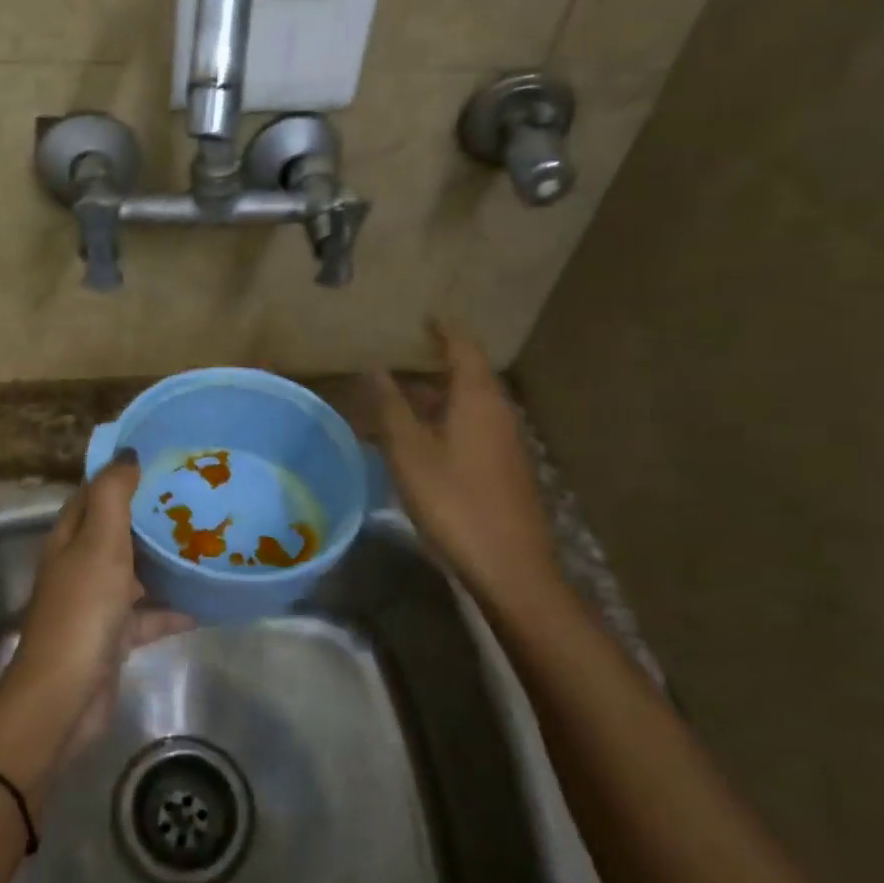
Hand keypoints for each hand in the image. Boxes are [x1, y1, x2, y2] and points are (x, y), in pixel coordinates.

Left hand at [0, 451, 189, 758]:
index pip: (95, 493)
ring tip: (208, 544)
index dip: (122, 475)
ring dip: (166, 562)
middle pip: (118, 531)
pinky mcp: (114, 636)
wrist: (66, 695)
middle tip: (197, 499)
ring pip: (136, 572)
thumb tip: (128, 454)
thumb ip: (113, 495)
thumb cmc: (83, 609)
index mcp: (70, 537)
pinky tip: (207, 603)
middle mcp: (80, 565)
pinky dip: (173, 609)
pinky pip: (149, 614)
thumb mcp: (99, 542)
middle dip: (152, 516)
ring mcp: (97, 602)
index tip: (162, 460)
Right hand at [367, 321, 569, 616]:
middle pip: (465, 378)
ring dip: (434, 401)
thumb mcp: (410, 452)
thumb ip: (390, 407)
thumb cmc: (453, 501)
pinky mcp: (504, 469)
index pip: (463, 348)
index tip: (426, 316)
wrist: (509, 566)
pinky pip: (470, 431)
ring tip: (397, 405)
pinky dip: (443, 425)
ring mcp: (505, 443)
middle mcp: (497, 413)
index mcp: (478, 399)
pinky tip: (418, 446)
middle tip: (397, 364)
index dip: (444, 330)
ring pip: (466, 408)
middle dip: (431, 369)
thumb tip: (375, 368)